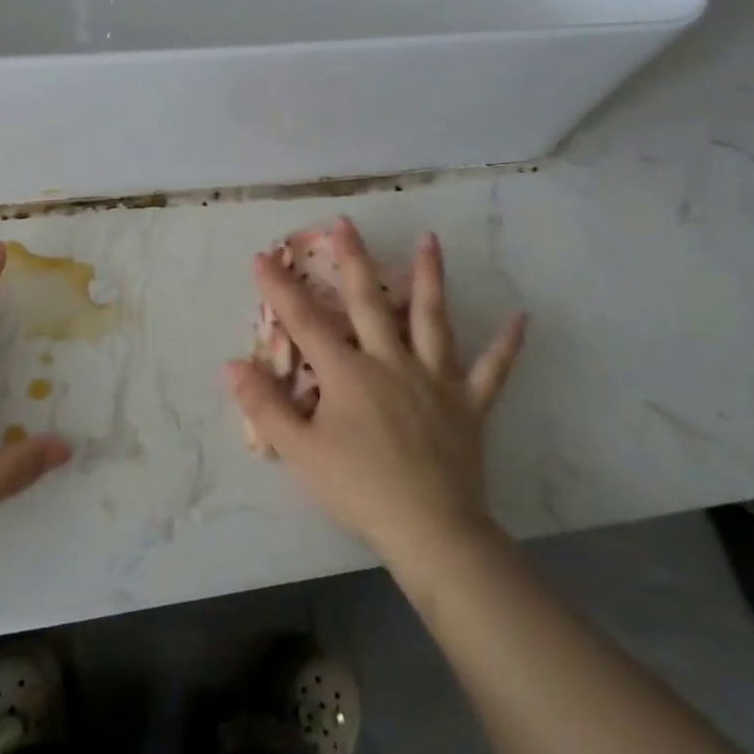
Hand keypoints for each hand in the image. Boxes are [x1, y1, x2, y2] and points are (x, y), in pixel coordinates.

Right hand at [225, 218, 525, 569]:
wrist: (431, 530)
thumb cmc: (359, 490)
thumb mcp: (300, 452)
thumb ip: (265, 407)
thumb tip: (232, 364)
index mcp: (348, 373)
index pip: (305, 322)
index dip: (280, 288)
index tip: (263, 257)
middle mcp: (391, 362)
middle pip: (369, 302)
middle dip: (353, 260)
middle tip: (346, 223)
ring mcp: (434, 379)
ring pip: (431, 318)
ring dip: (430, 277)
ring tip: (430, 240)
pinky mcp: (468, 403)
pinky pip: (491, 369)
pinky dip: (506, 344)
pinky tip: (522, 318)